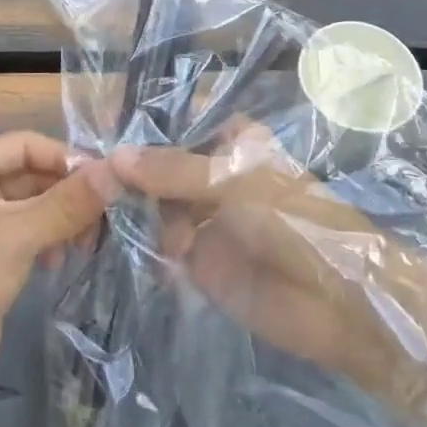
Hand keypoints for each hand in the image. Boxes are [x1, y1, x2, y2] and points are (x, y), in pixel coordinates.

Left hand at [0, 131, 116, 417]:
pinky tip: (62, 258)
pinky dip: (47, 238)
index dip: (64, 157)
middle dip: (65, 191)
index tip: (105, 179)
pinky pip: (24, 233)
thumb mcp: (18, 235)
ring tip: (87, 240)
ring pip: (29, 205)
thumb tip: (117, 171)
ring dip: (60, 217)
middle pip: (28, 173)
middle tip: (106, 214)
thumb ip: (68, 201)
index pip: (23, 144)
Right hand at [110, 126, 420, 398]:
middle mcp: (214, 174)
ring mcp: (205, 217)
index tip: (102, 126)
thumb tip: (114, 155)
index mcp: (232, 141)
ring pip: (157, 203)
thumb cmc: (295, 222)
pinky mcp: (199, 260)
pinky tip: (113, 237)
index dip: (144, 124)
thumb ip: (174, 169)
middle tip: (86, 172)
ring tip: (96, 207)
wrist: (340, 305)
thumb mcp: (234, 183)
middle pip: (162, 163)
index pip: (179, 121)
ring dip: (130, 205)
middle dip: (130, 168)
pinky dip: (141, 241)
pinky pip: (161, 244)